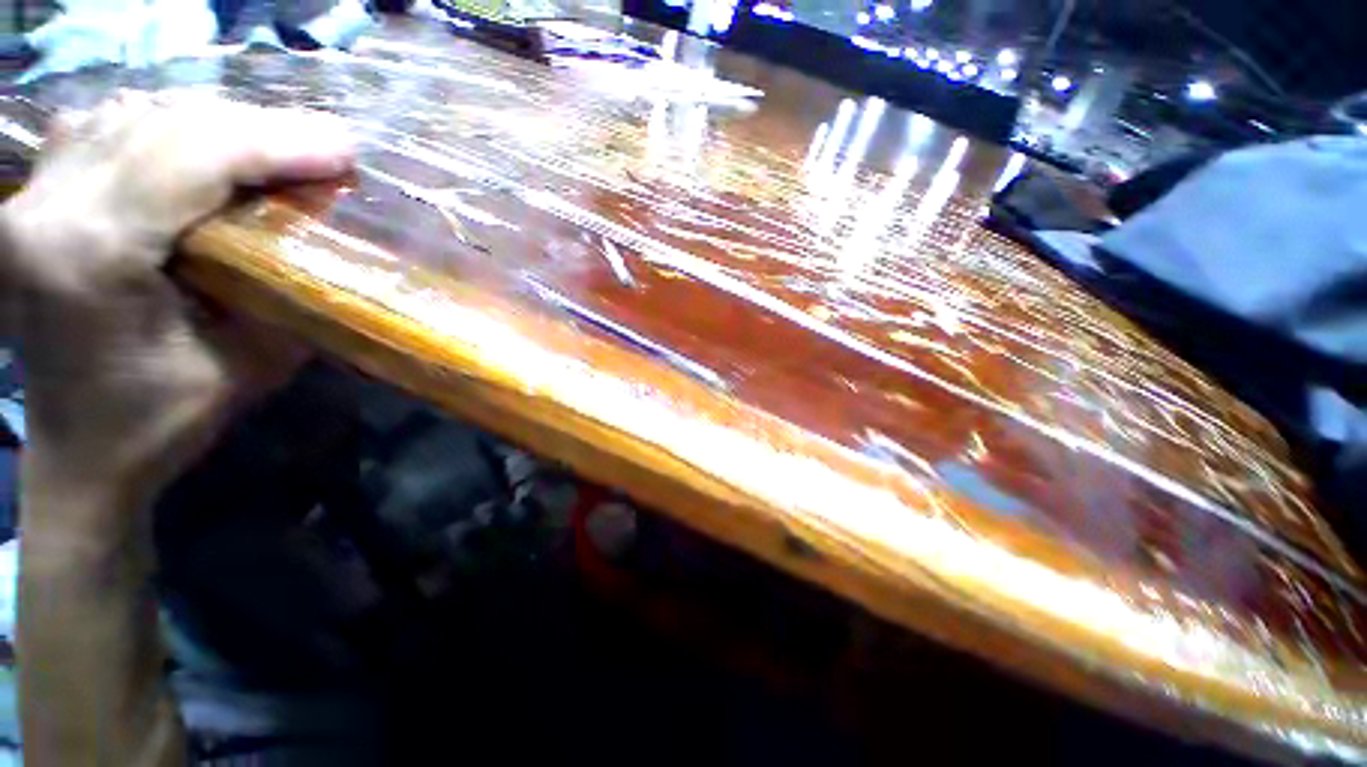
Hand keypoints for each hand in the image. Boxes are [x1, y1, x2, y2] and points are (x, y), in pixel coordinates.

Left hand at [2, 90, 353, 511]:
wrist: (80, 452)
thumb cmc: (162, 422)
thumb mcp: (249, 366)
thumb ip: (290, 292)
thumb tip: (333, 232)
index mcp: (89, 255)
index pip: (189, 158)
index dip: (277, 143)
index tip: (346, 149)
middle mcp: (45, 209)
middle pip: (161, 124)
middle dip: (256, 128)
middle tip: (327, 146)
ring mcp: (30, 197)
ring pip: (132, 113)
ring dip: (214, 121)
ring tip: (274, 145)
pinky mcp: (34, 198)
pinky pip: (104, 125)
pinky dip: (162, 122)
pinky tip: (199, 142)